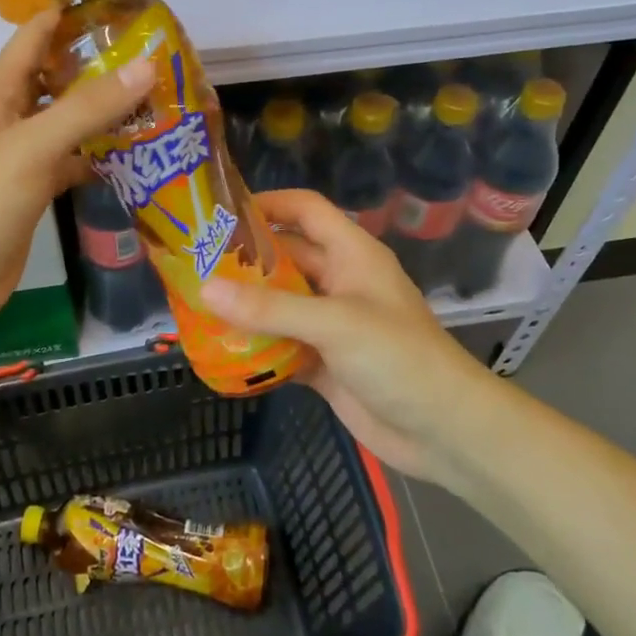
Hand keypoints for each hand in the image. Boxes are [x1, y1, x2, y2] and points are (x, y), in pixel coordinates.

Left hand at [0, 10, 153, 339]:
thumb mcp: (34, 148)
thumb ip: (88, 108)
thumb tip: (147, 66)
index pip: (36, 35)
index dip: (74, 15)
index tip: (127, 8)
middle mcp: (11, 117)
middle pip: (59, 77)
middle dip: (103, 65)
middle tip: (158, 60)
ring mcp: (23, 155)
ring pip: (71, 121)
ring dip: (108, 112)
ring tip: (159, 101)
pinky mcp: (36, 189)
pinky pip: (74, 160)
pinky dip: (102, 155)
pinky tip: (138, 155)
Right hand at [201, 189, 495, 481]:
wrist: (444, 431)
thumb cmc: (398, 357)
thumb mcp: (334, 323)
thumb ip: (270, 308)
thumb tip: (205, 289)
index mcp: (351, 254)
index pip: (306, 210)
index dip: (268, 203)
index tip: (220, 211)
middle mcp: (339, 282)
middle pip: (285, 258)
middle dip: (244, 260)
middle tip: (192, 263)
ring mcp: (331, 324)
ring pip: (279, 304)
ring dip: (245, 306)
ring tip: (194, 304)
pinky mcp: (324, 362)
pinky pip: (281, 345)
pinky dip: (256, 347)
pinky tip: (220, 350)